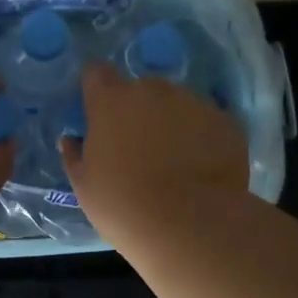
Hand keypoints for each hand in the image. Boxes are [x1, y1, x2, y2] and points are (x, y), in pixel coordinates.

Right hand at [60, 63, 248, 244]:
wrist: (191, 226)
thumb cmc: (123, 205)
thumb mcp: (84, 185)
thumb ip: (75, 154)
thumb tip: (72, 139)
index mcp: (111, 100)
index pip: (97, 72)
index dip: (97, 89)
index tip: (98, 111)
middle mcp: (152, 89)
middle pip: (140, 88)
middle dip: (137, 109)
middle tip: (138, 145)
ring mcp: (193, 102)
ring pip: (176, 102)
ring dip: (171, 120)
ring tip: (175, 159)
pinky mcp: (225, 120)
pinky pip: (206, 121)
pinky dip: (201, 136)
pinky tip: (201, 167)